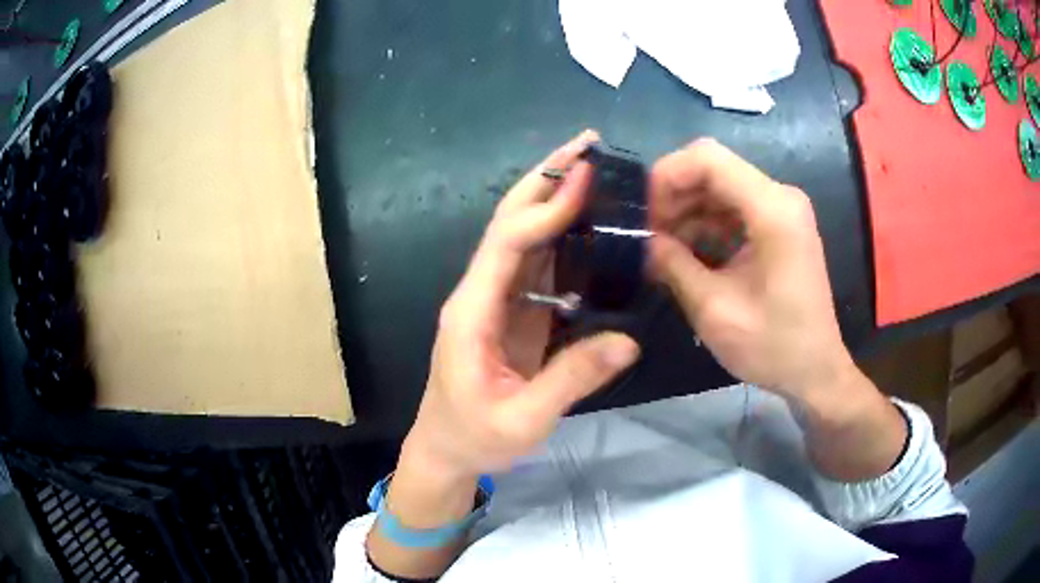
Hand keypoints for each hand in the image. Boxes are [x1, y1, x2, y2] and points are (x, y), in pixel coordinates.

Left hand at [405, 131, 640, 481]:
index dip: (547, 208)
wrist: (445, 450)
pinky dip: (561, 235)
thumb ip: (571, 379)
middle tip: (587, 146)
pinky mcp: (511, 312)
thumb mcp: (524, 419)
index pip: (509, 243)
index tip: (587, 177)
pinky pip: (536, 264)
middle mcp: (480, 293)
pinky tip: (588, 221)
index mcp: (473, 311)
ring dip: (553, 197)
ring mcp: (495, 300)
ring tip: (592, 170)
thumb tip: (628, 340)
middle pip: (509, 222)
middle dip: (545, 179)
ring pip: (522, 235)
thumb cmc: (474, 437)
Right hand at [647, 139, 856, 402]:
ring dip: (686, 212)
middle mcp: (779, 197)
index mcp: (772, 210)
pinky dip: (705, 225)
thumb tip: (644, 240)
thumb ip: (674, 265)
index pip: (707, 159)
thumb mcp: (714, 311)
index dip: (666, 176)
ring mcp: (781, 210)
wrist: (815, 370)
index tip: (642, 214)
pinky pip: (732, 208)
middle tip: (648, 237)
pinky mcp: (778, 225)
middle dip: (673, 196)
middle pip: (712, 169)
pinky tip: (687, 255)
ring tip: (663, 251)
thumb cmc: (773, 347)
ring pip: (719, 187)